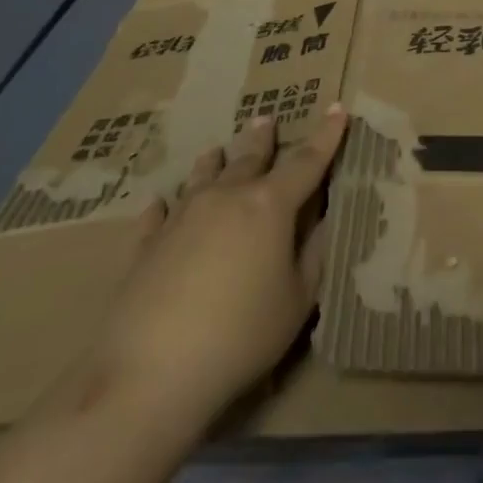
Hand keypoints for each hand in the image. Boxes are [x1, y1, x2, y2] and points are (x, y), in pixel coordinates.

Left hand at [85, 106, 348, 427]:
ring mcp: (181, 217)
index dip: (326, 136)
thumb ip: (313, 255)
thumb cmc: (240, 335)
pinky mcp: (146, 245)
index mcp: (269, 206)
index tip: (337, 109)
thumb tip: (322, 221)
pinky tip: (159, 203)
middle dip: (262, 138)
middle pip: (249, 158)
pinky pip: (157, 215)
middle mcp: (226, 197)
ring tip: (216, 149)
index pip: (306, 161)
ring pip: (202, 176)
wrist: (150, 373)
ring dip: (214, 161)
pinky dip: (163, 206)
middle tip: (266, 118)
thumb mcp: (297, 302)